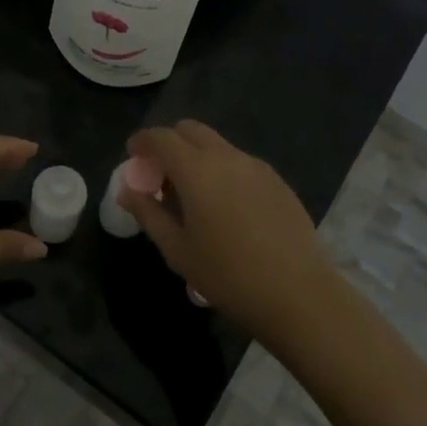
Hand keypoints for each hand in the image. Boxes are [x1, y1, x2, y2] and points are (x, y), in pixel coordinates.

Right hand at [118, 120, 338, 343]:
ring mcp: (256, 166)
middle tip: (161, 176)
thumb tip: (127, 190)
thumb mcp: (177, 249)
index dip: (142, 142)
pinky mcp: (278, 181)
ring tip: (193, 196)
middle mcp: (227, 157)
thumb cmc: (228, 275)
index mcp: (197, 170)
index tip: (133, 158)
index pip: (161, 137)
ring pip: (217, 145)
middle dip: (170, 143)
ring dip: (197, 157)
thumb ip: (148, 213)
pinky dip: (222, 170)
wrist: (299, 294)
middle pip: (190, 130)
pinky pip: (240, 162)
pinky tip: (226, 208)